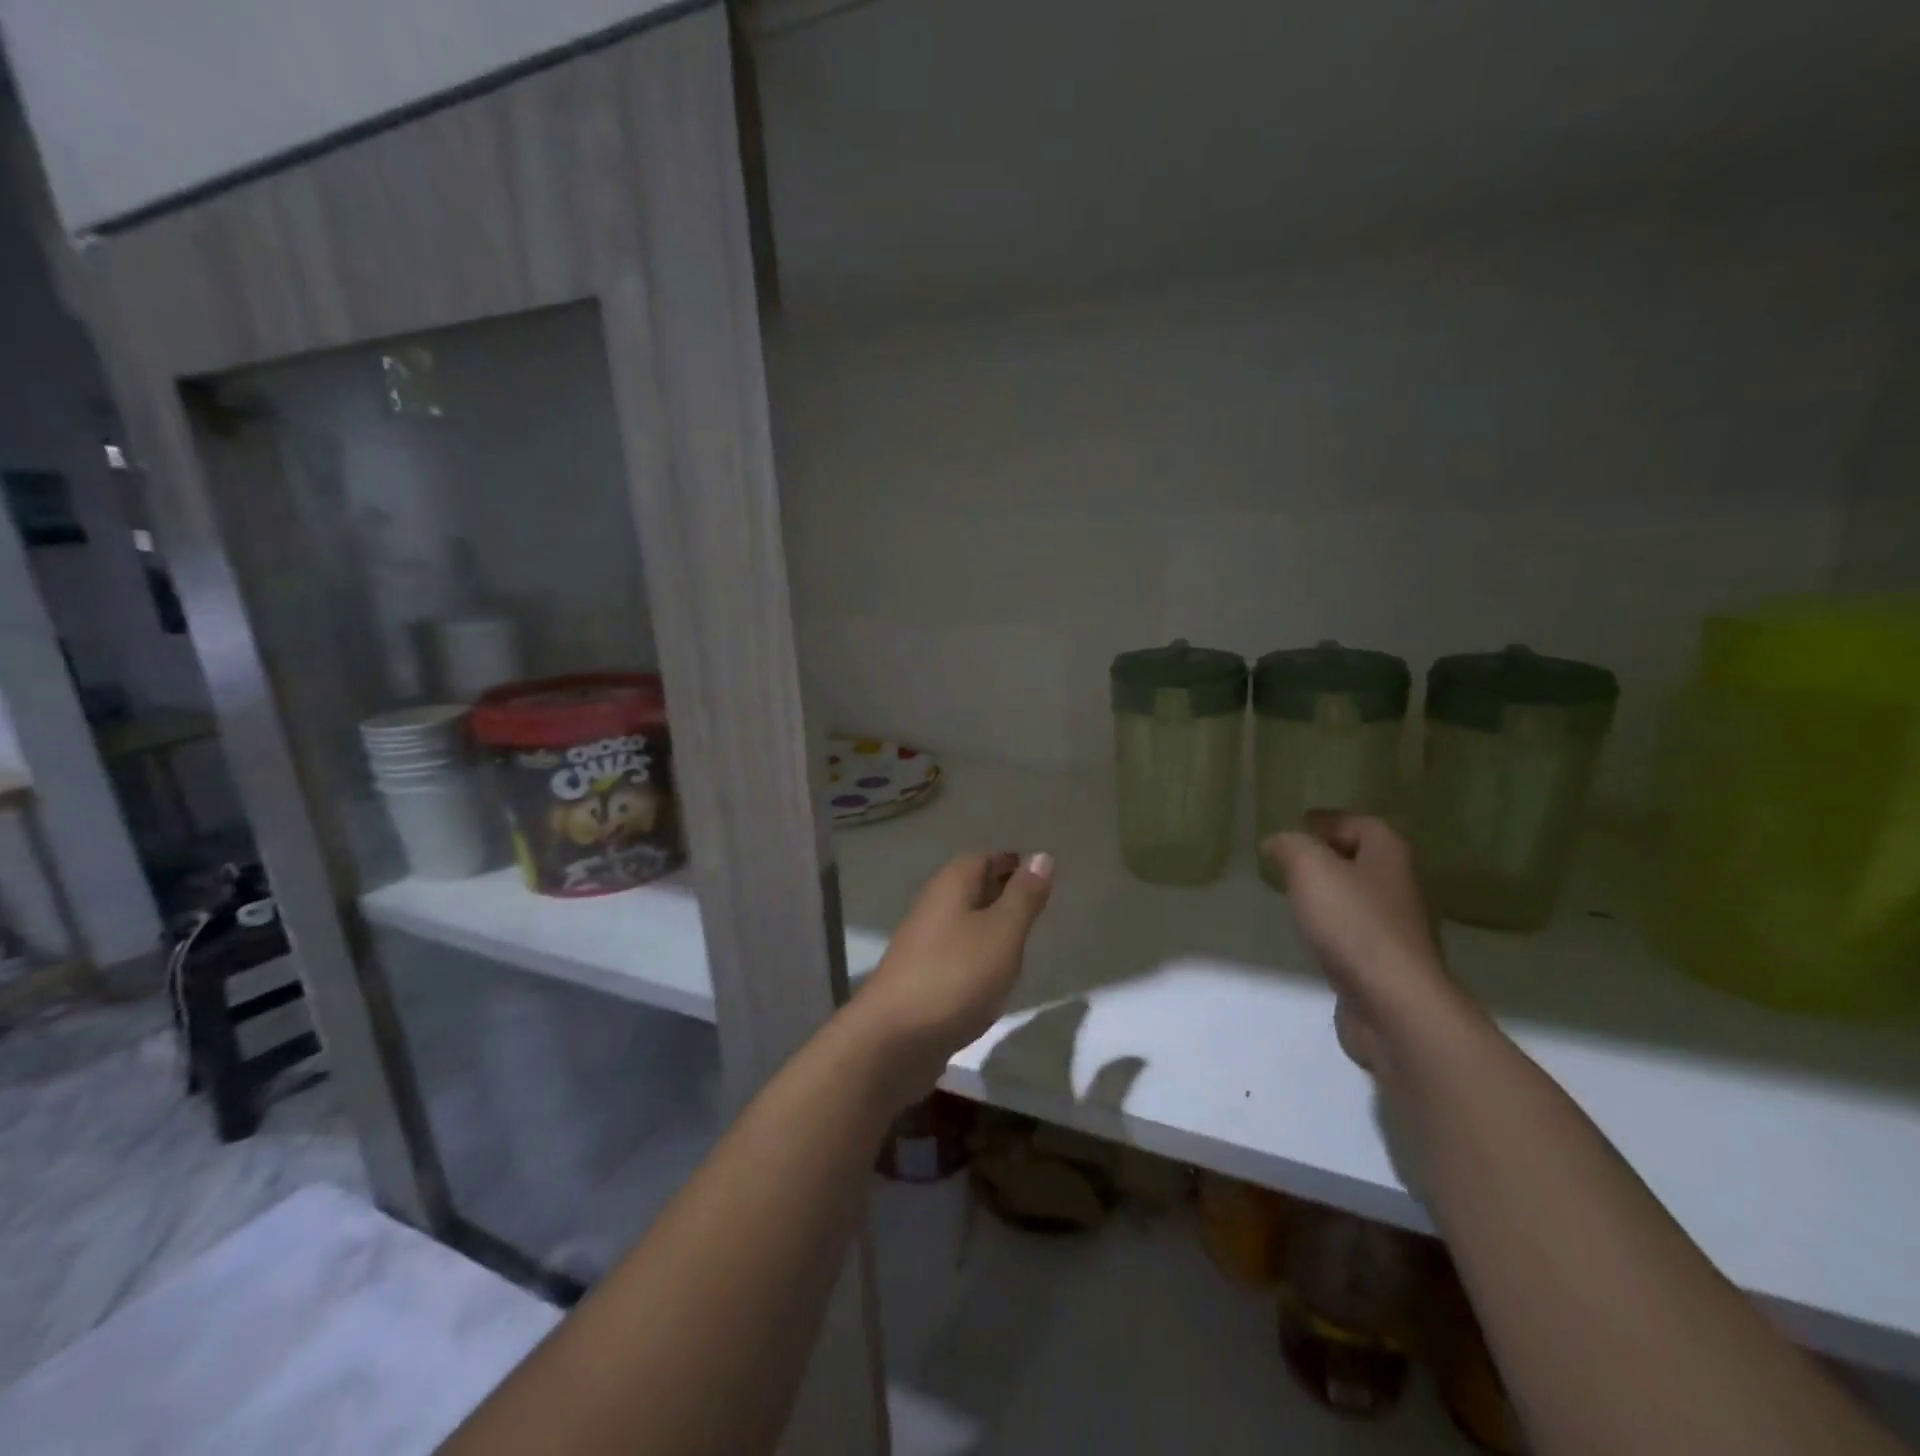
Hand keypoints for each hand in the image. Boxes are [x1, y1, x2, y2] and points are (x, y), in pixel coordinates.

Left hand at [853, 851, 1053, 1094]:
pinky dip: (977, 954)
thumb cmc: (956, 975)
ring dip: (989, 924)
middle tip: (1037, 903)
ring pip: (963, 921)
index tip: (1039, 873)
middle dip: (1001, 890)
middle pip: (970, 887)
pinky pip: (956, 952)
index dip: (1010, 862)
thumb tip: (1041, 855)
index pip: (982, 858)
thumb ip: (1023, 896)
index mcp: (950, 885)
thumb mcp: (1002, 932)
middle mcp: (932, 906)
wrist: (894, 1038)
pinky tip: (994, 974)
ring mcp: (922, 943)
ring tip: (1022, 938)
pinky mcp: (920, 977)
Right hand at [1262, 814, 1456, 1074]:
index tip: (1297, 823)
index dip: (1329, 820)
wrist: (1392, 1003)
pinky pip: (1353, 931)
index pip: (1361, 823)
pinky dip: (1331, 925)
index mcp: (1388, 856)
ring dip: (1329, 891)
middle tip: (1289, 856)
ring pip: (1357, 896)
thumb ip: (1290, 846)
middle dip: (1328, 854)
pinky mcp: (1383, 964)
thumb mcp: (1310, 868)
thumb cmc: (1353, 923)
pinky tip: (1310, 933)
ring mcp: (1394, 929)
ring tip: (1293, 891)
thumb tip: (1278, 842)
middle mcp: (1398, 887)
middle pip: (1363, 859)